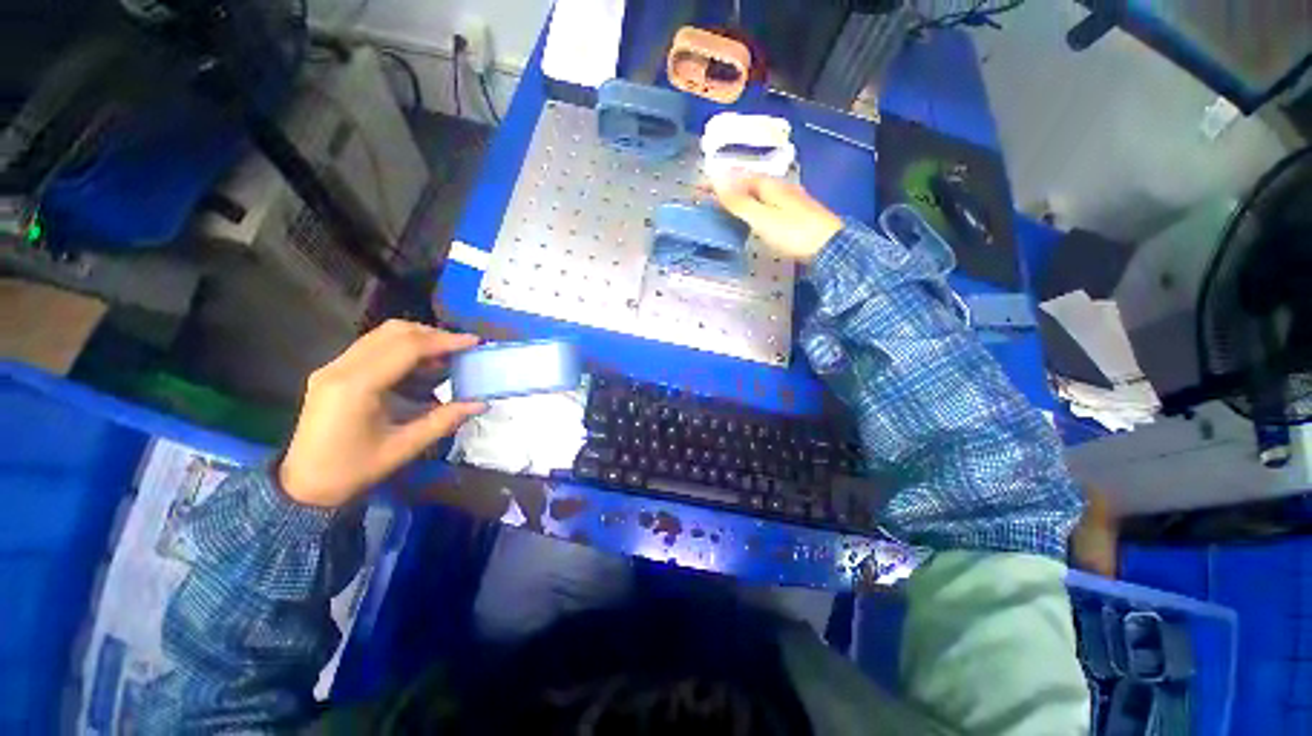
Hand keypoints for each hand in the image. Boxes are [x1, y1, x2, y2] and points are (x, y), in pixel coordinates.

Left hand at [279, 321, 485, 507]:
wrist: (303, 486)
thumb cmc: (353, 470)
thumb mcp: (403, 448)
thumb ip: (444, 421)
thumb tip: (480, 403)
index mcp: (356, 386)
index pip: (406, 348)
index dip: (444, 341)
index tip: (474, 342)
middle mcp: (341, 368)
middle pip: (393, 332)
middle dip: (433, 336)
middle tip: (461, 349)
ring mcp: (333, 367)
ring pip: (382, 335)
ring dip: (418, 340)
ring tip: (445, 358)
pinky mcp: (333, 372)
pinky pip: (373, 347)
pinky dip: (403, 349)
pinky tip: (420, 368)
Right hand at [711, 175, 843, 261]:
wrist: (830, 247)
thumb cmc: (794, 233)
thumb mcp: (762, 218)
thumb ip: (740, 201)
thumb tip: (717, 179)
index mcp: (771, 185)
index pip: (739, 178)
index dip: (721, 183)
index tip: (701, 189)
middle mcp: (781, 187)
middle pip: (751, 183)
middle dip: (732, 187)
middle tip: (713, 197)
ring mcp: (792, 200)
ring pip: (761, 193)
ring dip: (745, 197)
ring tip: (730, 206)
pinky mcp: (797, 214)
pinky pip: (769, 204)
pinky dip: (756, 207)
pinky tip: (756, 216)